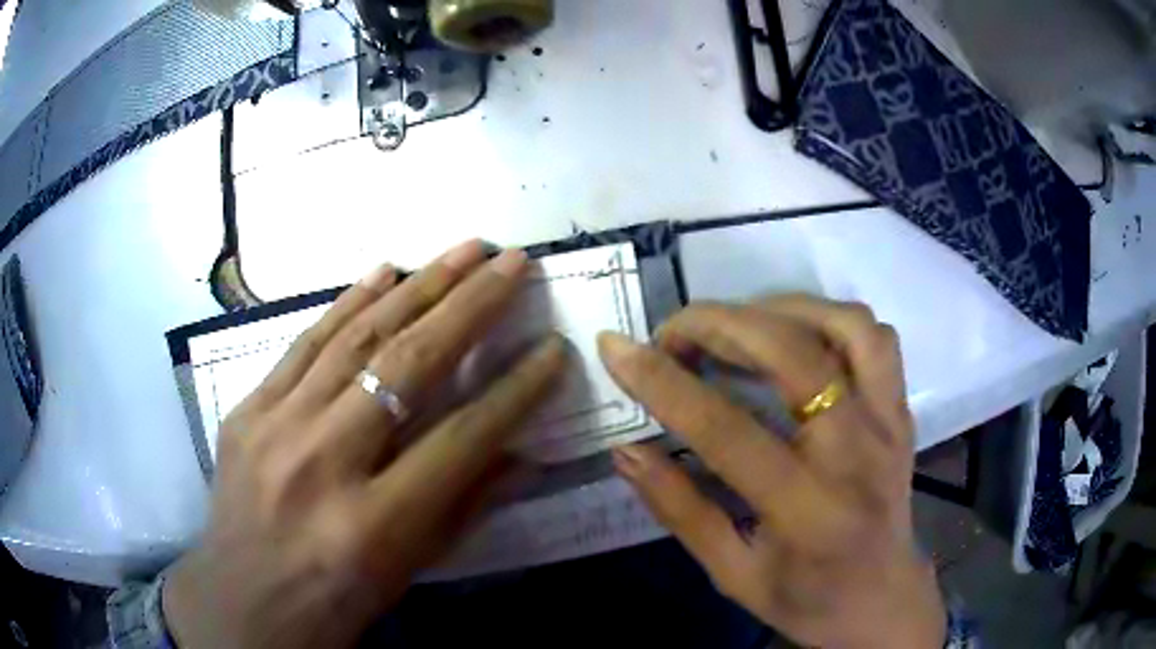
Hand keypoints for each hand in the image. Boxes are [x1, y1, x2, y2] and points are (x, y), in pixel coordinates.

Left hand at [164, 241, 566, 648]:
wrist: (244, 599)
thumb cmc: (337, 599)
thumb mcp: (409, 569)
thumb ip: (466, 505)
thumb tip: (524, 452)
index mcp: (374, 525)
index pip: (461, 440)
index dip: (516, 391)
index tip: (554, 348)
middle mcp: (323, 464)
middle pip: (407, 367)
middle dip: (470, 306)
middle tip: (512, 260)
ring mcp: (275, 428)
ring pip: (355, 339)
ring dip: (417, 286)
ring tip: (463, 250)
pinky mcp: (246, 410)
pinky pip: (303, 344)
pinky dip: (348, 303)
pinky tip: (384, 271)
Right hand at [599, 296, 945, 647]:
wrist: (882, 597)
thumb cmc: (806, 598)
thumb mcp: (731, 573)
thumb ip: (680, 509)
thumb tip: (626, 449)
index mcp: (806, 510)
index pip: (726, 429)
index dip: (663, 382)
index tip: (616, 348)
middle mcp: (856, 452)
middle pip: (791, 354)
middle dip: (717, 325)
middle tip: (672, 334)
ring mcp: (889, 421)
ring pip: (844, 326)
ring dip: (778, 309)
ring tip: (732, 325)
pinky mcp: (901, 408)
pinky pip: (874, 336)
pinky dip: (828, 317)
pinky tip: (793, 333)